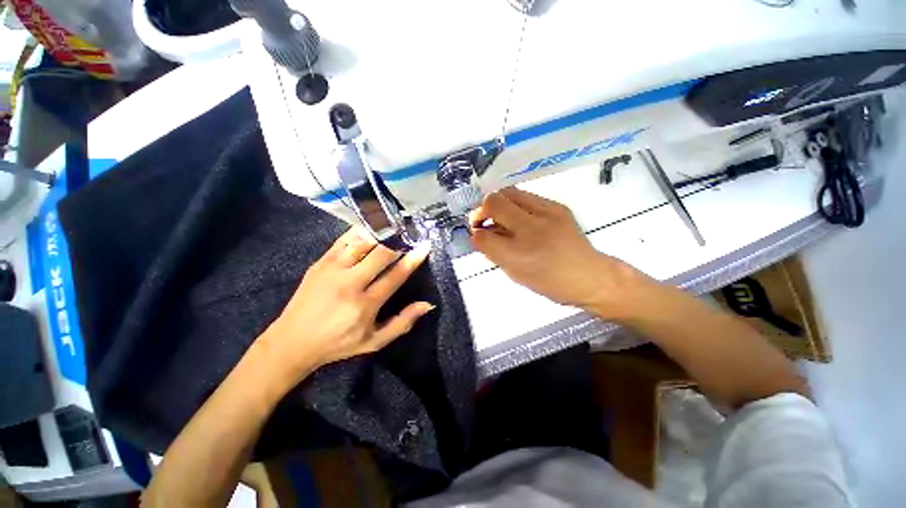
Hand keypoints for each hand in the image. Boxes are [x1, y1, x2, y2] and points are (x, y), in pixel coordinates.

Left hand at [261, 229, 433, 380]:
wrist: (292, 341)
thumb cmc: (338, 343)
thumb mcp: (374, 342)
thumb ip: (403, 323)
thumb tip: (427, 304)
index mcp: (365, 304)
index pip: (395, 276)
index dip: (412, 259)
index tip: (424, 245)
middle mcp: (350, 283)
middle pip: (380, 253)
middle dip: (398, 241)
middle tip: (410, 233)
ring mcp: (332, 269)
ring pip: (361, 242)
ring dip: (380, 232)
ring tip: (393, 225)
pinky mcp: (320, 262)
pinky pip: (343, 240)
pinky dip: (359, 231)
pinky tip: (371, 225)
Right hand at [469, 188, 649, 315]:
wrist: (589, 276)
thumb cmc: (549, 282)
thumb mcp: (515, 274)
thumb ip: (494, 253)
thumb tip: (480, 234)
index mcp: (519, 256)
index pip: (483, 235)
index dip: (475, 232)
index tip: (477, 233)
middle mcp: (532, 229)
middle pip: (494, 202)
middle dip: (481, 209)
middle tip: (483, 220)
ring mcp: (547, 213)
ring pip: (509, 192)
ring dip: (498, 203)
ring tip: (499, 215)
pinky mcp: (558, 206)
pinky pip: (526, 196)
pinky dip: (515, 203)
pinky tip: (519, 216)